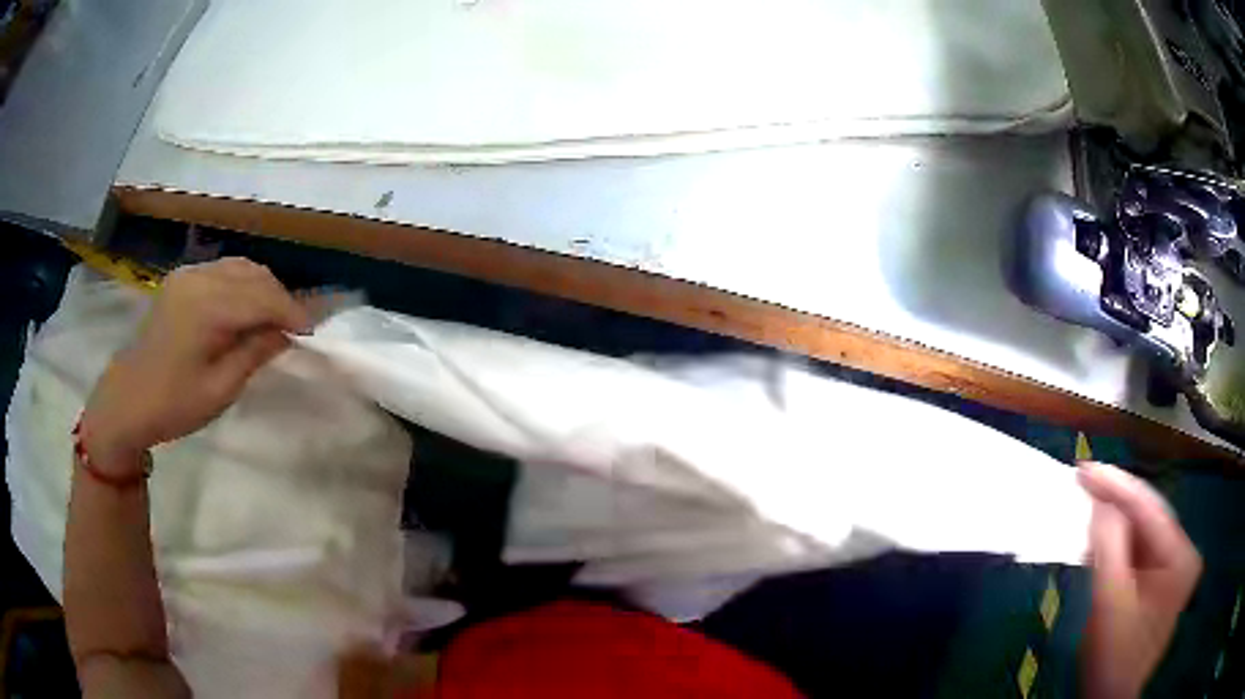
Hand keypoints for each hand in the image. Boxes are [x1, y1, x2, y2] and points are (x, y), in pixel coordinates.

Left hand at [80, 258, 309, 473]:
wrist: (128, 399)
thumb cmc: (173, 404)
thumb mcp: (220, 389)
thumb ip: (254, 353)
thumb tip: (286, 334)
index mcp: (206, 307)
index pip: (261, 297)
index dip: (291, 311)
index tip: (310, 332)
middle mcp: (198, 279)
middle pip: (253, 275)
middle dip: (279, 298)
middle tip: (293, 328)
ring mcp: (187, 275)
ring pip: (239, 267)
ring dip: (262, 289)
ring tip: (272, 319)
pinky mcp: (181, 279)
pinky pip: (222, 271)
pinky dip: (242, 285)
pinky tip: (245, 308)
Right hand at [1078, 462, 1200, 698]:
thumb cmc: (1113, 661)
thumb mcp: (1110, 605)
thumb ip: (1108, 547)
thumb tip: (1099, 501)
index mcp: (1181, 556)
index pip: (1149, 508)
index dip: (1116, 485)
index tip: (1084, 468)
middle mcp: (1184, 555)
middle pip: (1148, 519)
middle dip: (1116, 504)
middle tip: (1083, 484)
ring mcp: (1174, 571)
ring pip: (1143, 537)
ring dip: (1115, 527)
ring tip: (1087, 509)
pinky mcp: (1161, 587)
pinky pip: (1140, 557)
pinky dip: (1119, 549)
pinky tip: (1100, 545)